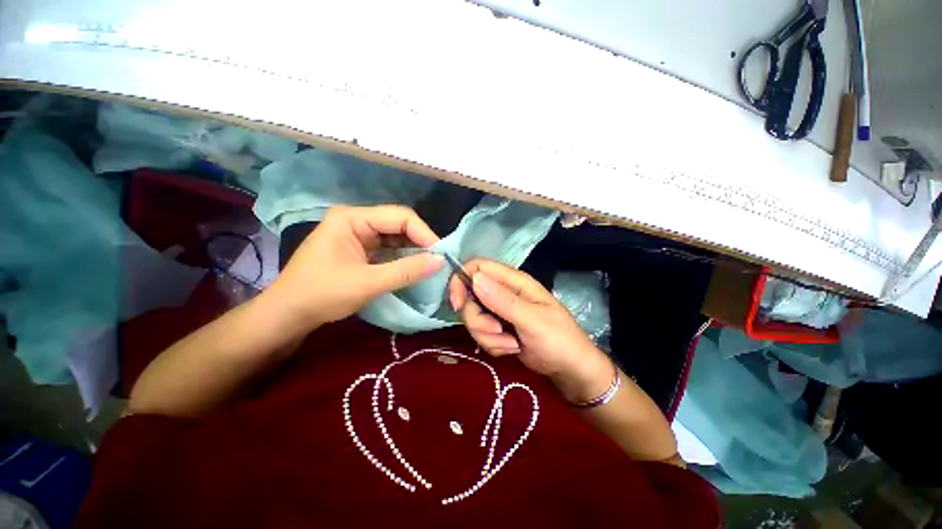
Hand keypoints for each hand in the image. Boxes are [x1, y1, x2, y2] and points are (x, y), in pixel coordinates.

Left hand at [269, 205, 443, 328]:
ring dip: (413, 251)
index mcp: (352, 218)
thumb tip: (441, 261)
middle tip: (438, 261)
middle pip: (399, 224)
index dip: (424, 234)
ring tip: (430, 265)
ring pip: (396, 237)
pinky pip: (389, 248)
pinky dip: (403, 258)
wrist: (287, 315)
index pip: (400, 216)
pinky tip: (414, 267)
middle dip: (420, 242)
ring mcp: (358, 234)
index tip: (441, 255)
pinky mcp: (360, 249)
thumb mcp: (368, 283)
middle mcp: (356, 220)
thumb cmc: (321, 294)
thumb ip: (406, 271)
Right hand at [448, 259, 614, 403]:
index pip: (477, 267)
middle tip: (497, 332)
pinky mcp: (498, 328)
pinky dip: (493, 345)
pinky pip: (481, 334)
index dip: (461, 281)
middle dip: (478, 320)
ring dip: (488, 336)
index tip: (457, 304)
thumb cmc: (558, 339)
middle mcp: (503, 292)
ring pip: (474, 319)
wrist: (569, 369)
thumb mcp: (532, 320)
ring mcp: (499, 311)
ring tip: (512, 344)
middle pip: (470, 297)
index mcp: (514, 281)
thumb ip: (503, 300)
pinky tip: (512, 349)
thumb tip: (474, 278)